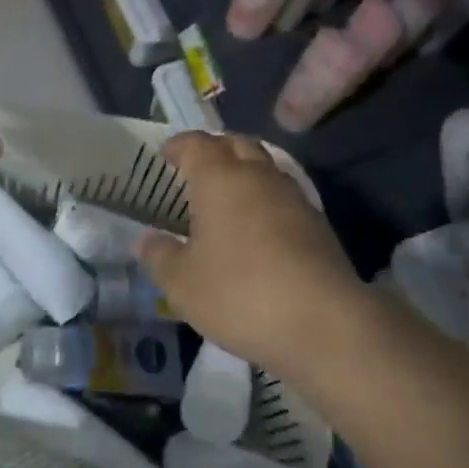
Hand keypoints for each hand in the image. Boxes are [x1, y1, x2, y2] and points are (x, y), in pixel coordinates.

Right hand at [137, 132, 381, 381]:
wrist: (322, 323)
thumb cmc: (238, 293)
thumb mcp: (182, 283)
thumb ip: (159, 256)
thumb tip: (146, 240)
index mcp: (220, 179)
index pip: (197, 144)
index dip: (179, 145)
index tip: (165, 155)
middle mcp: (258, 176)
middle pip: (237, 144)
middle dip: (215, 149)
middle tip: (196, 168)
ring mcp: (293, 198)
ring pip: (265, 168)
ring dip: (244, 172)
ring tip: (226, 196)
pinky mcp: (317, 224)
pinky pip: (284, 196)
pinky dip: (265, 200)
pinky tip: (256, 227)